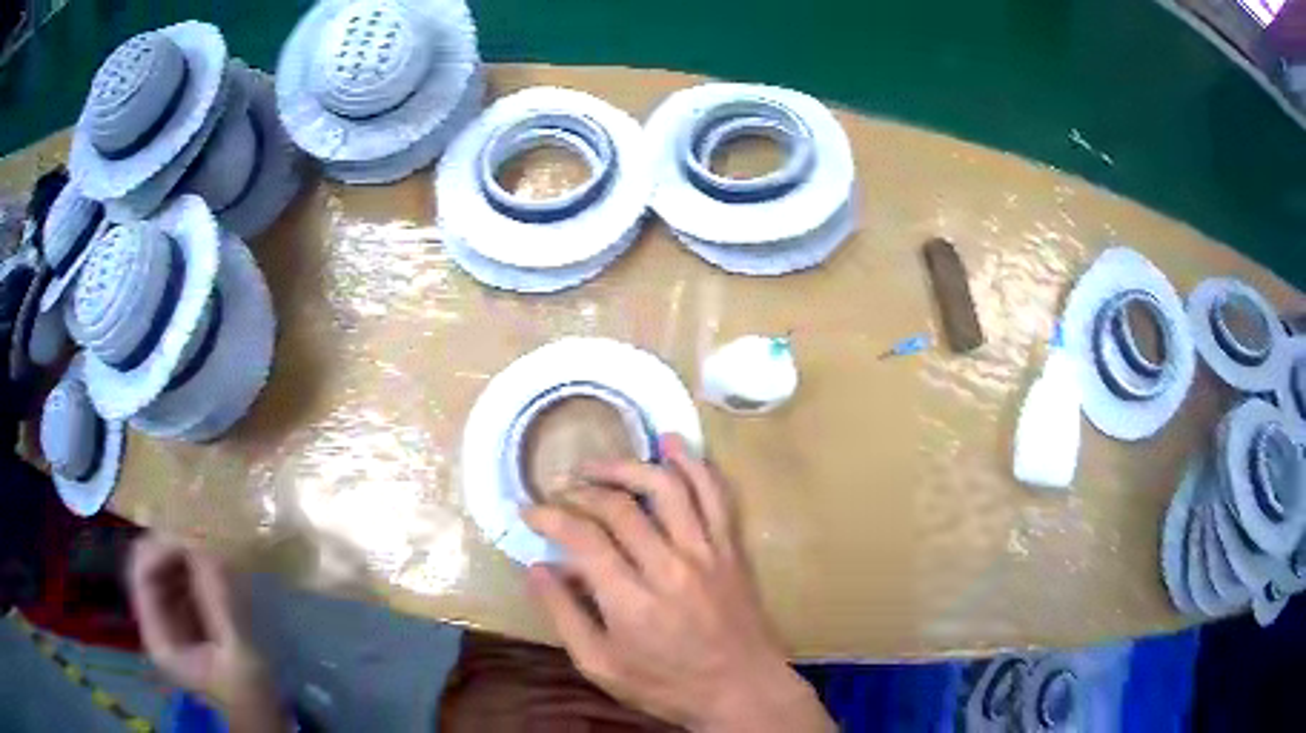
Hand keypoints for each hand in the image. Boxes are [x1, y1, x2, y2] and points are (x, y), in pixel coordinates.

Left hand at [127, 536, 284, 732]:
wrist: (263, 716)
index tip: (192, 531)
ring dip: (184, 548)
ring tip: (210, 537)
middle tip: (203, 528)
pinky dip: (195, 561)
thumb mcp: (239, 653)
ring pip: (164, 566)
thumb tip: (207, 544)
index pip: (141, 573)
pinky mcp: (188, 615)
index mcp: (159, 636)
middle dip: (172, 543)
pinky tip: (215, 557)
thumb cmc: (250, 693)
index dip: (160, 547)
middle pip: (149, 564)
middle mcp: (157, 620)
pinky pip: (182, 576)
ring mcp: (171, 617)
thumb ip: (219, 602)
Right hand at [523, 435, 833, 732]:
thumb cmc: (667, 685)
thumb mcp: (601, 666)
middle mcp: (669, 567)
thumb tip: (536, 569)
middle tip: (559, 487)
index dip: (549, 516)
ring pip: (668, 488)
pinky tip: (673, 444)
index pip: (582, 538)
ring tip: (599, 464)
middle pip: (619, 507)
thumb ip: (564, 616)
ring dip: (629, 466)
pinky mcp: (731, 548)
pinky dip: (694, 464)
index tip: (529, 511)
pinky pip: (716, 495)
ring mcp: (706, 552)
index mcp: (631, 602)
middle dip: (581, 489)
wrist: (742, 690)